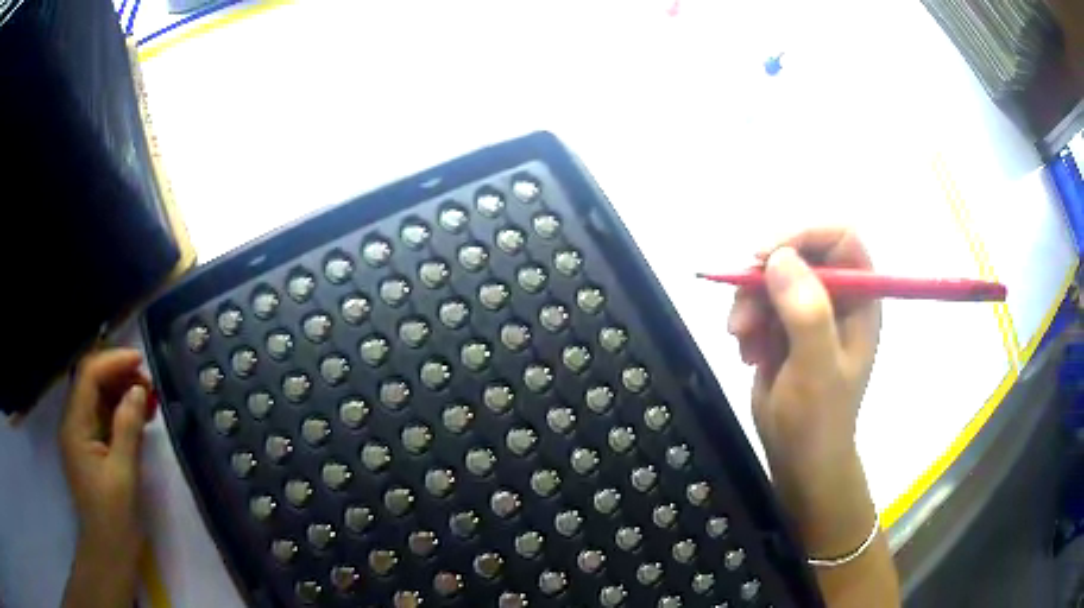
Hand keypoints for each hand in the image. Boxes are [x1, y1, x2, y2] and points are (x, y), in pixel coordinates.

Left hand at [60, 349, 151, 558]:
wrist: (109, 552)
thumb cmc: (114, 518)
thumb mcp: (123, 474)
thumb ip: (127, 428)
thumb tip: (138, 390)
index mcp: (75, 426)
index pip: (88, 376)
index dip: (113, 361)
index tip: (141, 362)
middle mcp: (73, 423)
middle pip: (91, 381)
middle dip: (118, 374)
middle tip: (148, 383)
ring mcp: (80, 435)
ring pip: (97, 397)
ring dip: (120, 391)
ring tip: (147, 397)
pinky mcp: (89, 447)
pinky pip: (102, 416)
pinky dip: (119, 410)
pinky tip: (138, 415)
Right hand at [727, 228, 880, 556]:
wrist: (798, 459)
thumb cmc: (818, 419)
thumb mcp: (816, 368)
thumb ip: (806, 312)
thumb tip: (778, 257)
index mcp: (860, 300)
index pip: (841, 240)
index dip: (805, 236)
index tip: (765, 256)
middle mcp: (837, 298)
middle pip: (800, 253)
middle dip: (766, 277)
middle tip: (743, 307)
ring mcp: (809, 312)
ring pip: (772, 278)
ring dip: (749, 304)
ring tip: (741, 338)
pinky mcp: (784, 328)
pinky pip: (758, 303)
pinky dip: (746, 323)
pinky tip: (747, 353)